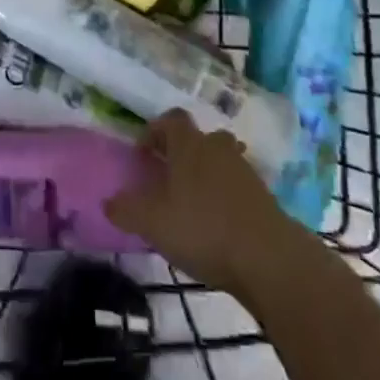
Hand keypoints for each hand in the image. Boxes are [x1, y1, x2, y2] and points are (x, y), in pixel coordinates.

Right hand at [105, 110, 294, 299]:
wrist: (270, 259)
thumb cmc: (203, 229)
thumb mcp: (152, 222)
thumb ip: (126, 210)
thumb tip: (108, 202)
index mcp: (189, 144)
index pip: (171, 119)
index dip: (155, 131)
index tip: (144, 154)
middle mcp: (218, 148)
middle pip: (199, 138)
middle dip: (183, 153)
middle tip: (169, 178)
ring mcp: (245, 172)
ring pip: (221, 161)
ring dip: (207, 176)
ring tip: (192, 205)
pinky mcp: (265, 198)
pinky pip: (238, 188)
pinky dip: (226, 199)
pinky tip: (217, 227)